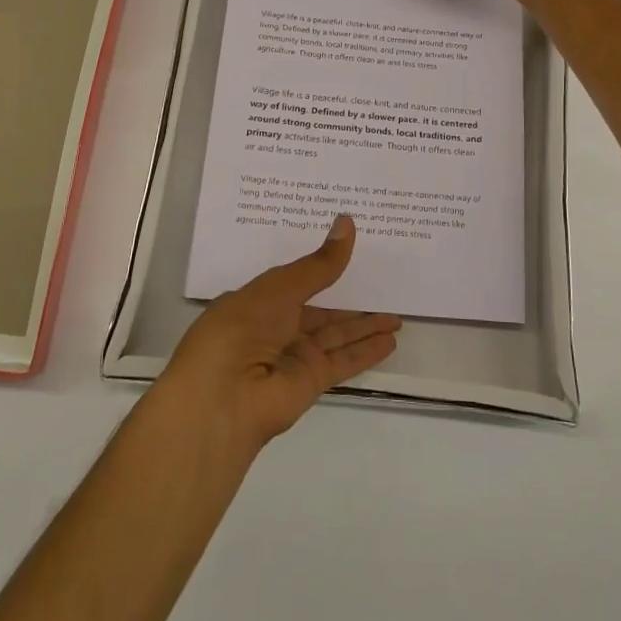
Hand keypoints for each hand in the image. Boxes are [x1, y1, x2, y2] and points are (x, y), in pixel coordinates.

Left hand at [161, 216, 401, 449]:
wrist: (223, 398)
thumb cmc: (240, 329)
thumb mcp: (280, 288)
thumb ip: (319, 264)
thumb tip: (348, 222)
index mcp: (259, 301)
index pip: (297, 280)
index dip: (322, 266)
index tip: (349, 251)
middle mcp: (277, 328)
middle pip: (322, 311)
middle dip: (350, 301)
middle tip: (383, 285)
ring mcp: (295, 356)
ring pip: (338, 336)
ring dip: (365, 327)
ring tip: (397, 316)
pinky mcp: (312, 381)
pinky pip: (344, 360)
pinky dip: (367, 351)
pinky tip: (390, 341)